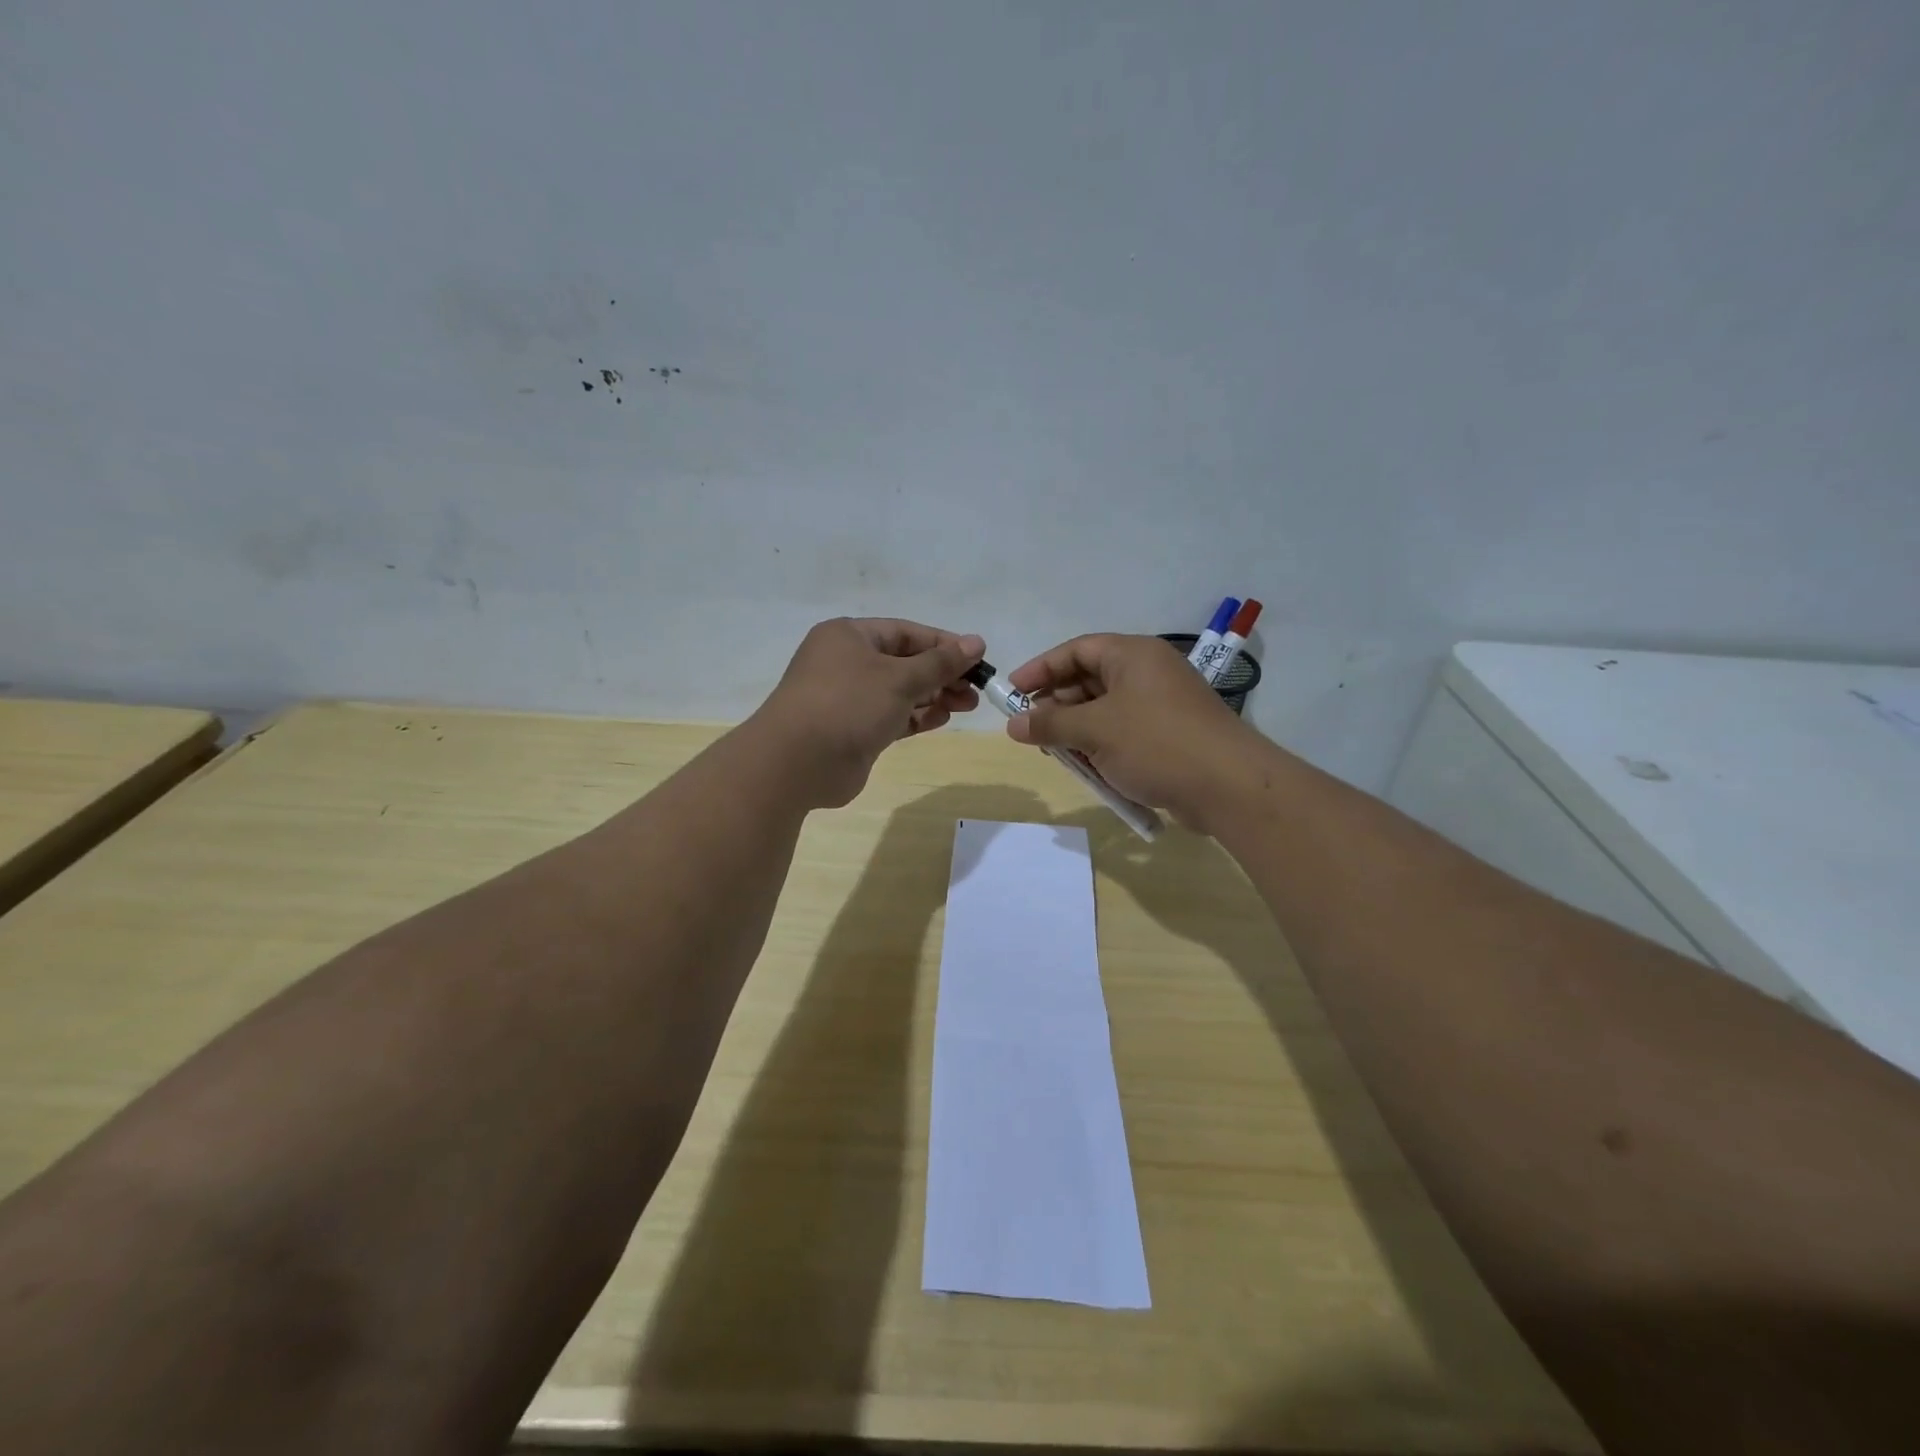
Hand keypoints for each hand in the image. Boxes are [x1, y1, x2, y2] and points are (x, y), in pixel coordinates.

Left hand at [750, 617, 984, 807]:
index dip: (943, 644)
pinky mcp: (853, 730)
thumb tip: (976, 642)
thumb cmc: (848, 704)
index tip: (978, 658)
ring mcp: (848, 698)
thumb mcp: (900, 678)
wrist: (798, 762)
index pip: (906, 632)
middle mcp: (846, 662)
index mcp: (850, 636)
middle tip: (975, 690)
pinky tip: (942, 718)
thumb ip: (940, 662)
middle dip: (942, 674)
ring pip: (900, 691)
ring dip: (934, 696)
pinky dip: (917, 717)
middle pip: (905, 662)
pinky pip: (892, 716)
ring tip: (967, 705)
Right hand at [1004, 634, 1262, 831]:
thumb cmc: (1155, 743)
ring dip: (1077, 730)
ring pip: (1104, 710)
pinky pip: (1123, 732)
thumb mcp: (1094, 730)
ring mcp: (1161, 705)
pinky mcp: (1169, 735)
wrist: (1228, 786)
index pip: (1076, 650)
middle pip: (1089, 680)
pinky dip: (1102, 746)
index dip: (1041, 668)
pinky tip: (1089, 768)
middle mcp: (1147, 673)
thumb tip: (1013, 724)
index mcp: (1132, 655)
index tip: (1012, 691)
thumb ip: (1050, 724)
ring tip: (1056, 752)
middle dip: (1057, 705)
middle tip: (1031, 728)